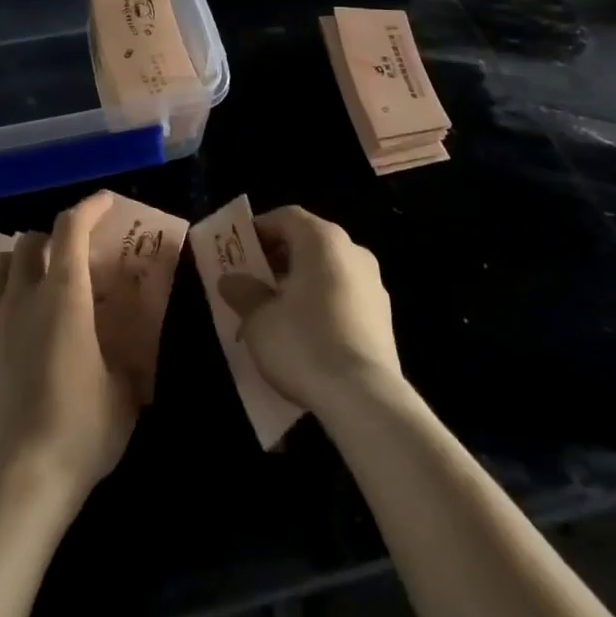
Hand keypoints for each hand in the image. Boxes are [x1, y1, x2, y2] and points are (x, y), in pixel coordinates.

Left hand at [0, 193, 137, 517]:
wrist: (13, 484)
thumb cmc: (78, 433)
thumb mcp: (124, 396)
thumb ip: (128, 362)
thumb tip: (132, 354)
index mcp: (65, 296)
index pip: (71, 228)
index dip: (89, 207)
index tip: (105, 202)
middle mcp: (23, 296)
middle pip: (28, 240)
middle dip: (51, 238)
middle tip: (69, 257)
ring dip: (17, 261)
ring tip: (33, 282)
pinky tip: (5, 317)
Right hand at [220, 205, 402, 416]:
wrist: (365, 399)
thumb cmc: (304, 343)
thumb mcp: (259, 319)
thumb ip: (243, 292)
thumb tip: (231, 280)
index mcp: (323, 240)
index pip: (286, 217)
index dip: (259, 229)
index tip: (238, 250)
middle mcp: (353, 252)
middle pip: (308, 243)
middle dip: (278, 259)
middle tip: (252, 282)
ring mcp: (374, 285)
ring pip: (327, 271)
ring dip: (300, 283)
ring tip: (274, 313)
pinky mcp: (384, 319)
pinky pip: (343, 297)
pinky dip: (321, 304)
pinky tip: (304, 336)